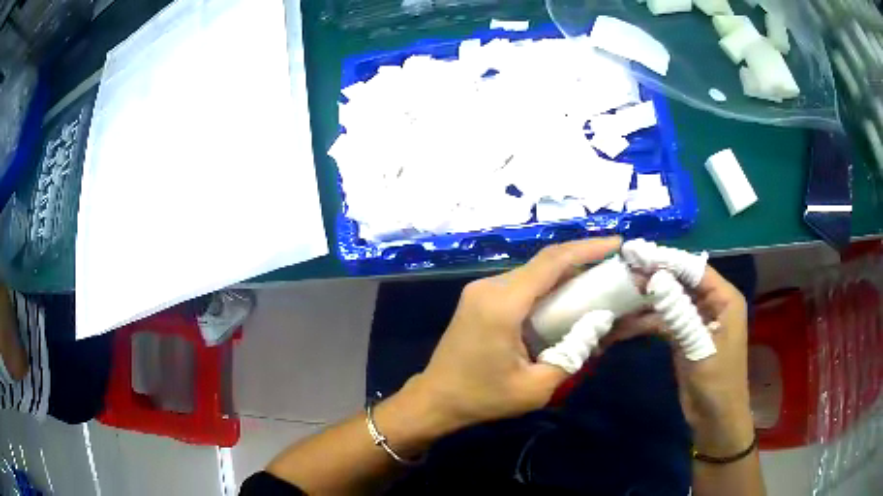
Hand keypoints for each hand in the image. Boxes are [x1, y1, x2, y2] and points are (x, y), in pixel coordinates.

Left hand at [407, 237, 621, 433]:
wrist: (435, 399)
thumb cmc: (483, 398)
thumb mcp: (537, 387)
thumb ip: (574, 353)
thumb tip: (601, 323)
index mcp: (503, 304)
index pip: (552, 262)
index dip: (588, 248)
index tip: (616, 243)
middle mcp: (490, 287)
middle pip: (543, 262)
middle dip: (581, 258)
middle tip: (613, 264)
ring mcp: (480, 289)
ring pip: (532, 271)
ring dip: (564, 271)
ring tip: (596, 278)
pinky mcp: (478, 297)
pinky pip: (520, 282)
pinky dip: (546, 284)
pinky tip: (565, 295)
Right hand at [606, 265, 753, 455]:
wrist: (714, 419)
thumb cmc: (717, 382)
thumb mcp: (699, 346)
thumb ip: (679, 311)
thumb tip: (654, 278)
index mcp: (725, 299)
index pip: (694, 269)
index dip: (667, 260)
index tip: (638, 253)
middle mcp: (712, 304)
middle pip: (680, 282)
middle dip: (653, 278)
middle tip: (623, 271)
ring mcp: (696, 320)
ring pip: (669, 301)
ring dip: (645, 302)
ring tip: (617, 297)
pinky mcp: (684, 337)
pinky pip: (664, 322)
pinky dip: (645, 323)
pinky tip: (623, 325)